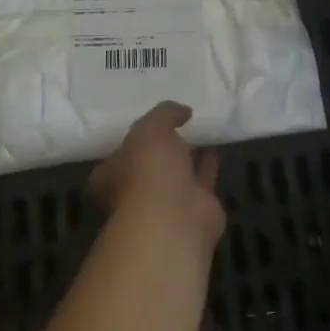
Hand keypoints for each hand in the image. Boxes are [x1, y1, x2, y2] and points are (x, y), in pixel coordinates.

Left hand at [89, 101, 225, 257]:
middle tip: (179, 123)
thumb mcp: (150, 129)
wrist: (175, 219)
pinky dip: (209, 164)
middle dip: (164, 147)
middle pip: (151, 165)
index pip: (118, 154)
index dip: (133, 139)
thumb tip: (182, 111)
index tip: (150, 123)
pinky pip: (203, 179)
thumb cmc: (147, 172)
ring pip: (179, 172)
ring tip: (202, 129)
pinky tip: (216, 145)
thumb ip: (164, 114)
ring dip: (189, 154)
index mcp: (112, 175)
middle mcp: (137, 192)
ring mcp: (167, 203)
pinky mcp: (196, 209)